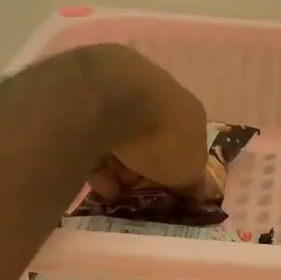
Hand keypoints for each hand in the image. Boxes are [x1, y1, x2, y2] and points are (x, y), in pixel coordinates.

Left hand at [70, 44, 213, 201]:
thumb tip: (201, 191)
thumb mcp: (188, 169)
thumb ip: (194, 181)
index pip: (183, 141)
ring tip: (110, 192)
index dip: (175, 171)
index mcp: (185, 105)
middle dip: (141, 168)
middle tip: (134, 193)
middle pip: (149, 137)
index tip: (163, 191)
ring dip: (115, 165)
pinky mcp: (79, 92)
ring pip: (117, 134)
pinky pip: (88, 132)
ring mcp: (115, 86)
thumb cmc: (160, 135)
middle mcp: (153, 89)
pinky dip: (91, 156)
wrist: (105, 100)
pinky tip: (91, 177)